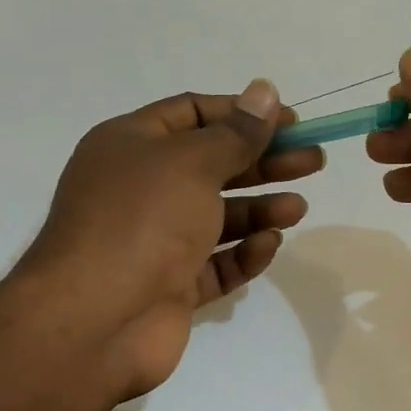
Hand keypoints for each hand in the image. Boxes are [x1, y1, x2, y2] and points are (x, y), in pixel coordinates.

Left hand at [15, 80, 322, 400]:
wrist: (97, 319)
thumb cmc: (142, 221)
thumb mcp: (193, 163)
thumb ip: (237, 132)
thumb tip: (265, 90)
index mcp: (132, 145)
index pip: (194, 114)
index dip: (244, 114)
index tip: (292, 121)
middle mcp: (142, 189)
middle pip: (214, 165)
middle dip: (265, 161)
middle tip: (314, 160)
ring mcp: (157, 240)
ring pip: (219, 217)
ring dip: (261, 209)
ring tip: (298, 208)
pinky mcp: (172, 285)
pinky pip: (217, 262)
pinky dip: (244, 253)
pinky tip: (269, 245)